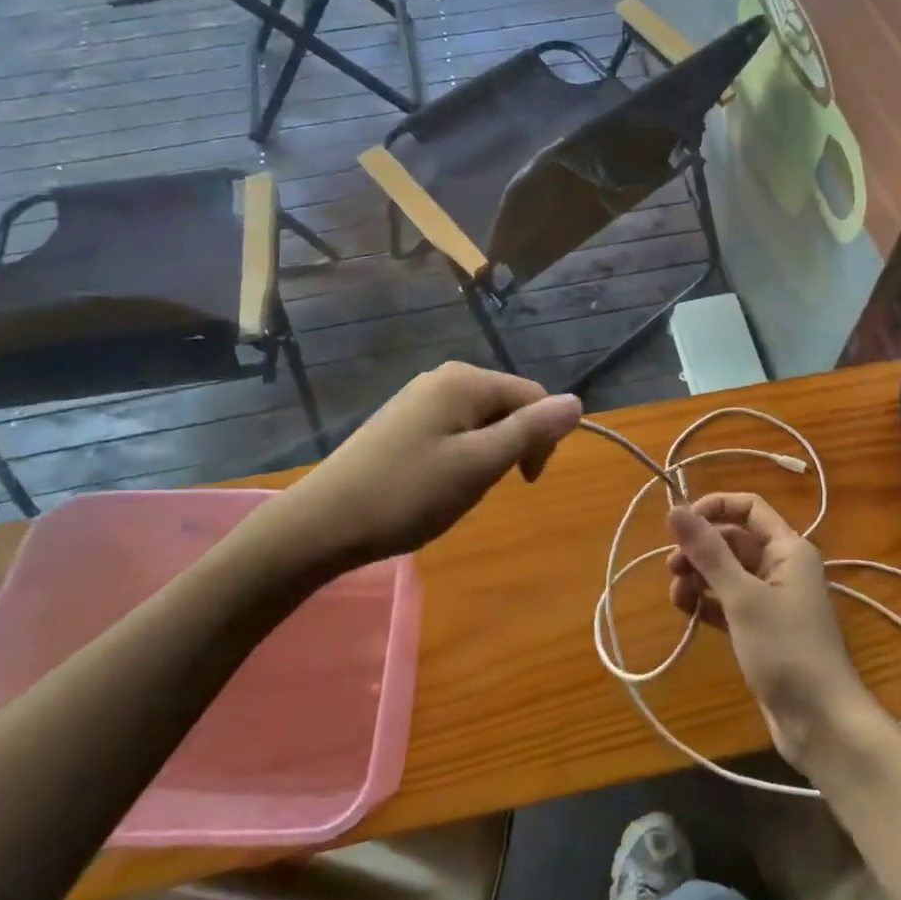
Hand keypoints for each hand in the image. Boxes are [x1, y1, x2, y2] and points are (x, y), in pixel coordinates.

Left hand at [287, 361, 582, 566]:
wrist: (322, 522)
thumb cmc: (408, 494)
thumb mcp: (479, 465)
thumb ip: (530, 431)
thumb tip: (577, 402)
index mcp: (465, 380)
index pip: (534, 395)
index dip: (542, 438)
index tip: (524, 482)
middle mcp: (444, 377)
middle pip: (507, 404)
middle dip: (511, 445)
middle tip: (484, 487)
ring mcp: (419, 397)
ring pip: (481, 420)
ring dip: (486, 454)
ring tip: (457, 490)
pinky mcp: (403, 420)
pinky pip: (453, 429)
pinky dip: (460, 456)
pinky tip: (435, 484)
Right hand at [666, 494, 883, 770]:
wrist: (822, 724)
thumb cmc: (786, 650)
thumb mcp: (743, 597)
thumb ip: (708, 552)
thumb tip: (674, 509)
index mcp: (787, 549)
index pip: (749, 508)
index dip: (714, 507)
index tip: (681, 524)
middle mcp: (782, 567)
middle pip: (733, 540)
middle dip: (700, 549)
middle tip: (671, 568)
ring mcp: (772, 600)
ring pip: (728, 572)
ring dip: (699, 577)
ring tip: (676, 596)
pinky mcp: (762, 630)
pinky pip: (728, 602)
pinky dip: (707, 602)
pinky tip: (686, 612)